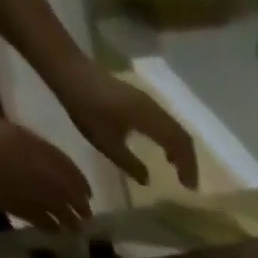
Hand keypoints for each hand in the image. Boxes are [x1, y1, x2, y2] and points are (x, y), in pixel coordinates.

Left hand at [52, 64, 197, 189]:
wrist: (69, 69)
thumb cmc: (86, 107)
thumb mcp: (106, 143)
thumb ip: (130, 164)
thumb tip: (148, 180)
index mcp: (149, 120)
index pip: (179, 145)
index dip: (188, 167)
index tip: (188, 188)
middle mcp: (155, 109)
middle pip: (183, 137)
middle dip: (189, 161)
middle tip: (188, 182)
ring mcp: (149, 102)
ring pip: (177, 129)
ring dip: (182, 151)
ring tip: (178, 169)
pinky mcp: (142, 100)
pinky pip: (167, 122)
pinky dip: (173, 140)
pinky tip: (165, 151)